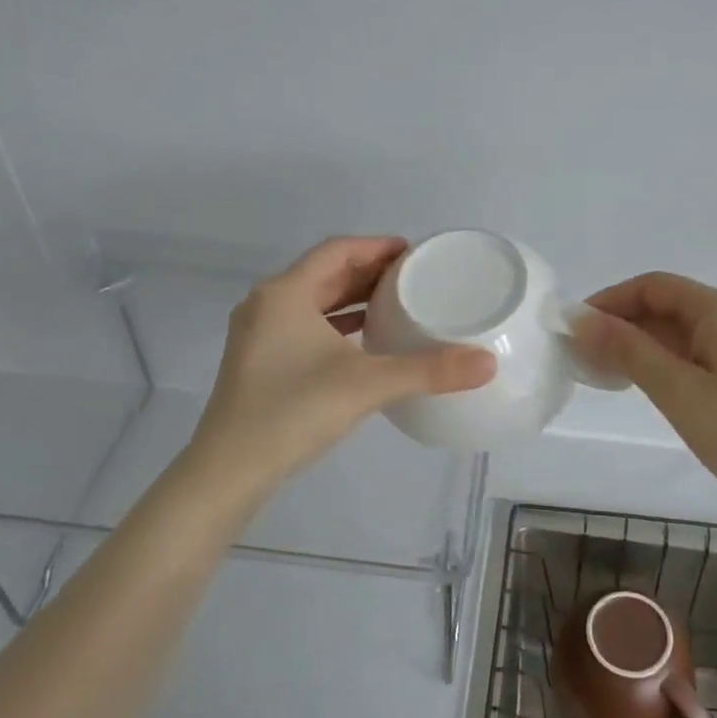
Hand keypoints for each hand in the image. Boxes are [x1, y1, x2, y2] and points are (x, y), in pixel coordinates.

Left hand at [191, 236, 495, 490]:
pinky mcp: (257, 362)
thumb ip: (428, 371)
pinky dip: (335, 326)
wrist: (228, 471)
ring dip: (352, 299)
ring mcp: (257, 335)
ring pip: (312, 302)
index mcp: (285, 293)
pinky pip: (303, 327)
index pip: (338, 251)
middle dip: (368, 272)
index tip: (414, 253)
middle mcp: (267, 304)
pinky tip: (362, 343)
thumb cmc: (293, 412)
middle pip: (324, 273)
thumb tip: (488, 363)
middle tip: (412, 279)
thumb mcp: (367, 385)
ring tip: (395, 305)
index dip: (377, 246)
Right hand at [574, 272, 716, 520]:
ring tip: (608, 374)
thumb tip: (581, 319)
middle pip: (670, 304)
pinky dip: (670, 359)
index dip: (610, 301)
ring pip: (685, 329)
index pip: (653, 286)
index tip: (575, 330)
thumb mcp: (679, 392)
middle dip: (624, 325)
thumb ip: (628, 351)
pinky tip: (649, 384)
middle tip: (584, 358)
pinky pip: (703, 349)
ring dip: (644, 344)